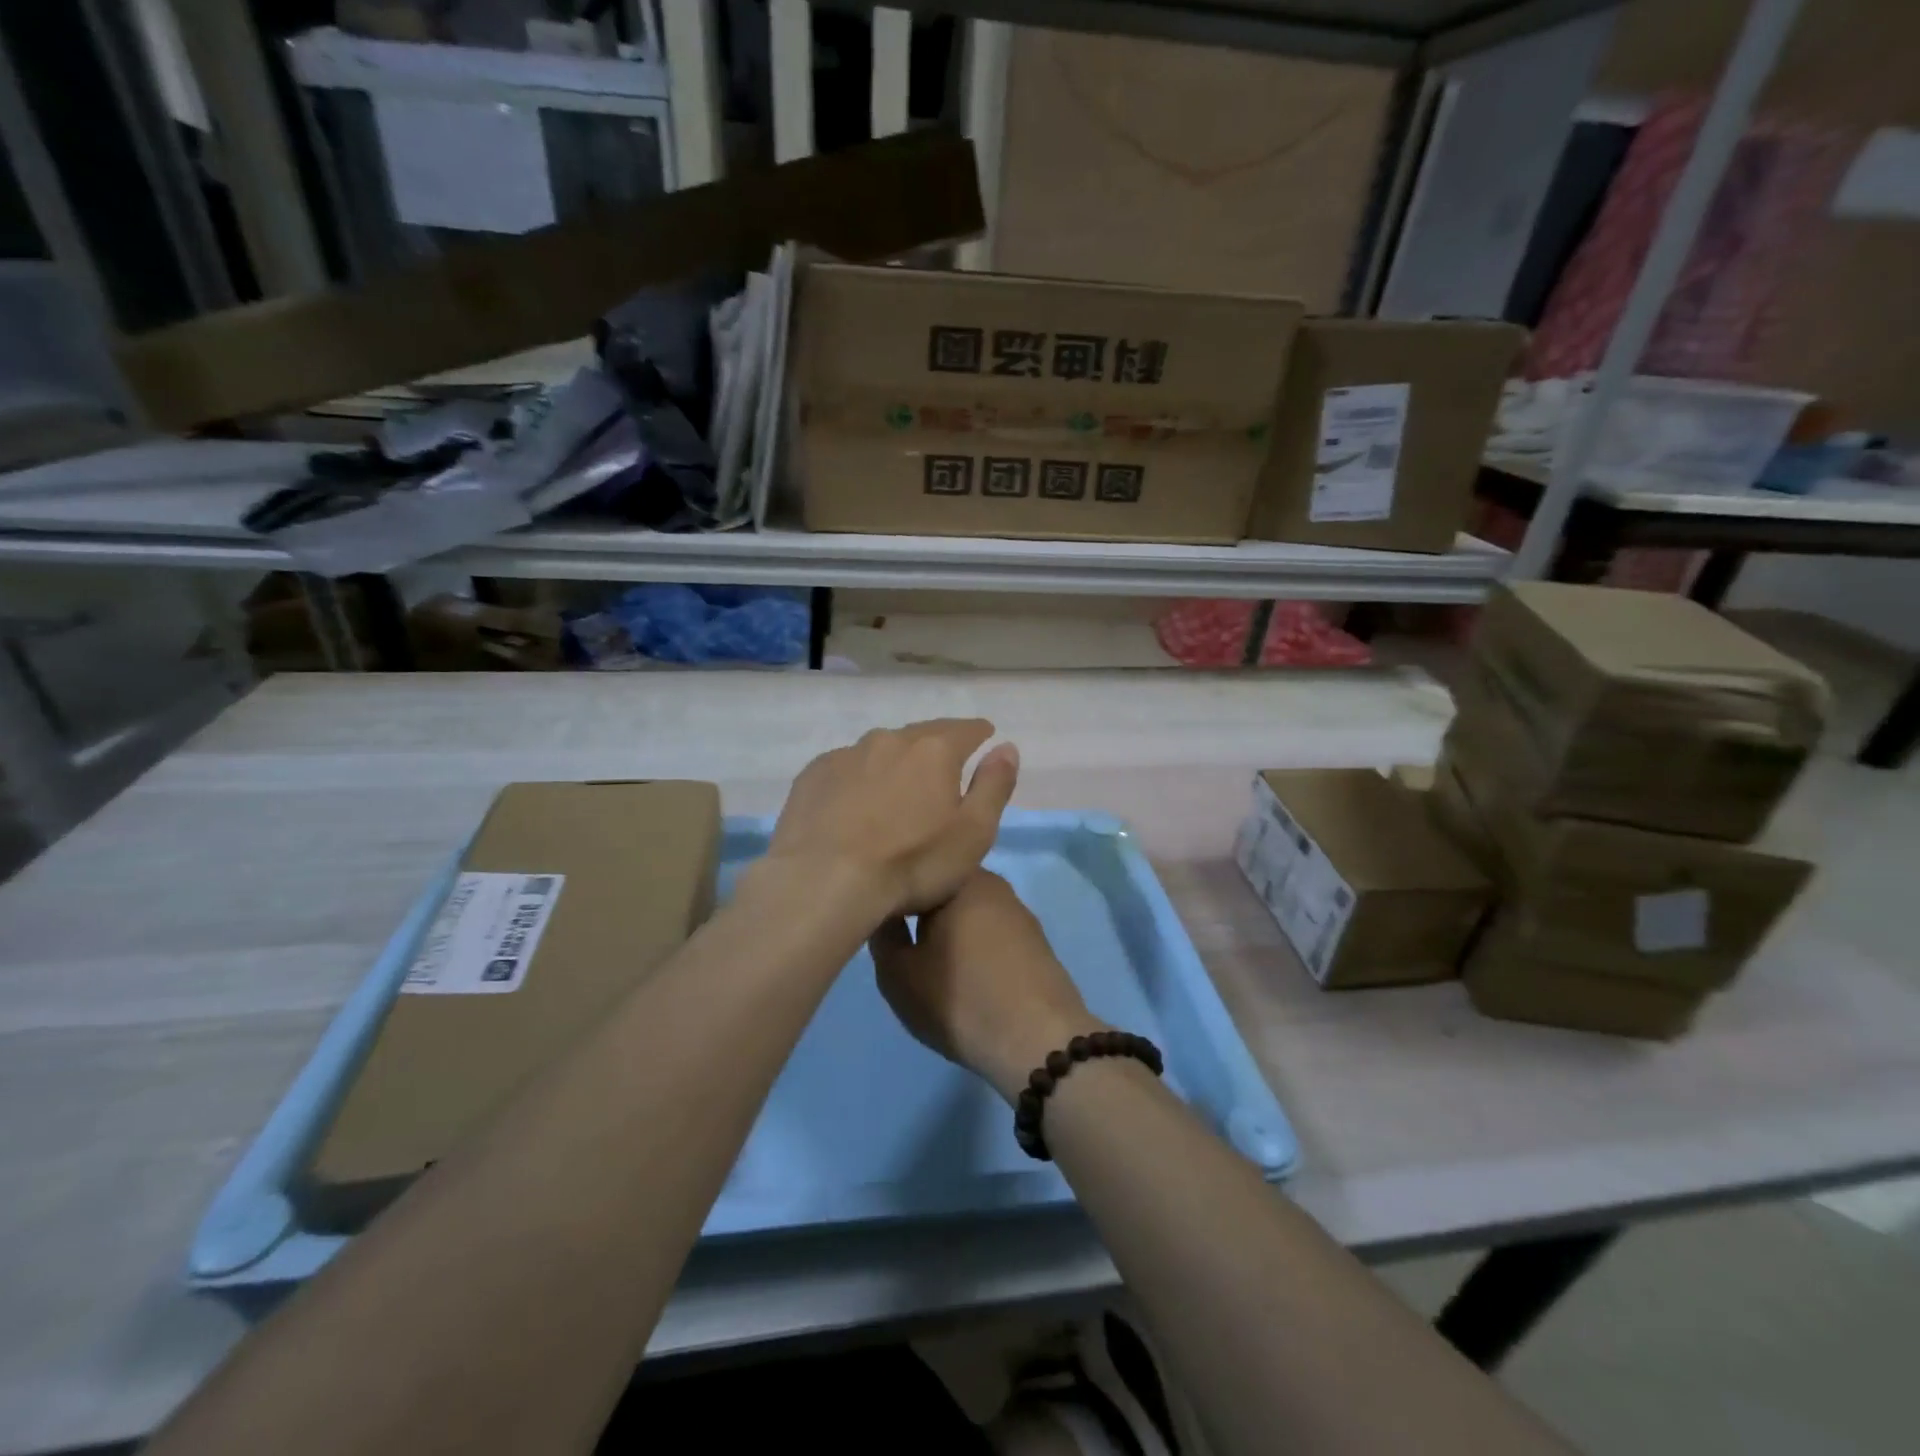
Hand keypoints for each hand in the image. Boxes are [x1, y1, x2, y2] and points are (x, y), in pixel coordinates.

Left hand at [765, 718, 1019, 919]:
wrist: (824, 882)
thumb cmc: (912, 863)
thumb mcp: (973, 834)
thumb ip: (994, 786)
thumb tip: (1006, 747)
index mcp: (934, 751)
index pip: (965, 730)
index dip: (978, 733)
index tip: (984, 736)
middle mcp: (889, 741)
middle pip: (921, 735)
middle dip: (936, 746)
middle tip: (942, 766)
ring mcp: (846, 755)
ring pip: (880, 750)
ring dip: (894, 763)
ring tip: (896, 789)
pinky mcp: (813, 775)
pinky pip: (845, 768)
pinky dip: (857, 779)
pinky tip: (853, 804)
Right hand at [871, 870, 1099, 1104]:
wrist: (1037, 1039)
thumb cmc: (959, 999)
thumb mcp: (898, 974)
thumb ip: (883, 935)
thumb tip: (885, 912)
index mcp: (959, 879)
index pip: (916, 872)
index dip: (894, 895)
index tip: (880, 920)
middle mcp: (993, 884)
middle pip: (945, 891)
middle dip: (924, 913)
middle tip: (905, 946)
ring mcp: (1019, 911)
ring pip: (970, 912)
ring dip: (952, 931)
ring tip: (935, 964)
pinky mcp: (1036, 940)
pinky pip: (993, 933)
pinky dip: (977, 947)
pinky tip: (969, 975)